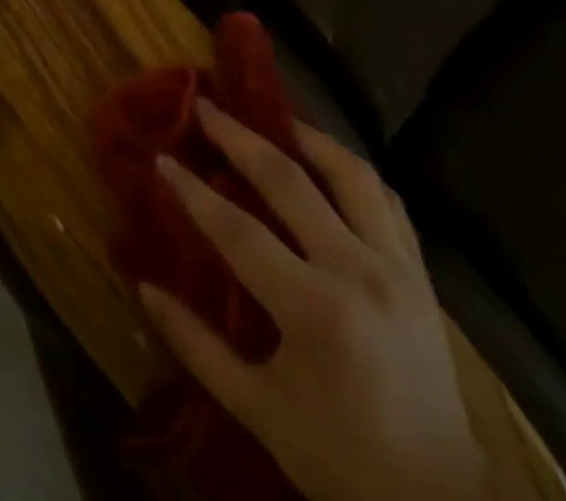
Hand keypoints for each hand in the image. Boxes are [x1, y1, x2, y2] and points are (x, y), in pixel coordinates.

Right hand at [140, 100, 489, 500]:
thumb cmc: (340, 459)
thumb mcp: (258, 410)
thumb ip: (197, 345)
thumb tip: (144, 287)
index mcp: (314, 310)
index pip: (238, 230)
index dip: (193, 191)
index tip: (162, 159)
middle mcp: (358, 271)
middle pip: (290, 180)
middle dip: (239, 137)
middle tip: (206, 106)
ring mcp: (397, 266)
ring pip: (349, 172)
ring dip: (305, 136)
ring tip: (271, 116)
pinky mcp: (421, 272)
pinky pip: (387, 199)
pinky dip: (352, 170)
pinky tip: (327, 162)